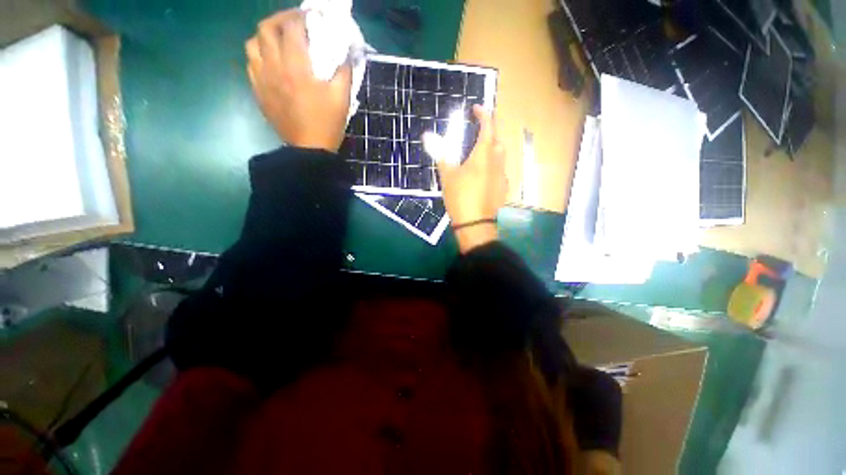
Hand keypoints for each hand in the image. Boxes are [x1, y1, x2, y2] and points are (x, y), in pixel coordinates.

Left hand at [246, 10, 351, 151]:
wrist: (309, 149)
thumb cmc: (327, 124)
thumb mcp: (342, 98)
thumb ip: (344, 71)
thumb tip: (349, 52)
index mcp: (296, 67)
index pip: (292, 28)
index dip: (301, 16)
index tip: (312, 17)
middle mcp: (274, 67)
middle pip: (266, 28)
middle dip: (281, 19)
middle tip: (294, 24)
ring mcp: (262, 79)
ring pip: (253, 44)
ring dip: (266, 36)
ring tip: (279, 41)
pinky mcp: (258, 91)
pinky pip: (250, 63)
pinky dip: (259, 55)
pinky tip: (271, 61)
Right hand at [424, 106, 507, 253]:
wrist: (475, 224)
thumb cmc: (460, 197)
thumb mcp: (447, 176)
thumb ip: (441, 154)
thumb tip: (428, 136)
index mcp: (483, 155)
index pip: (488, 127)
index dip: (484, 114)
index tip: (477, 108)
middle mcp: (497, 162)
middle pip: (497, 141)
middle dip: (489, 134)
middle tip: (476, 137)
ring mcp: (502, 177)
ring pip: (500, 157)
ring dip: (491, 152)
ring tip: (478, 158)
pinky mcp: (503, 189)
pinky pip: (499, 172)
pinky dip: (492, 169)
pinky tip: (482, 178)